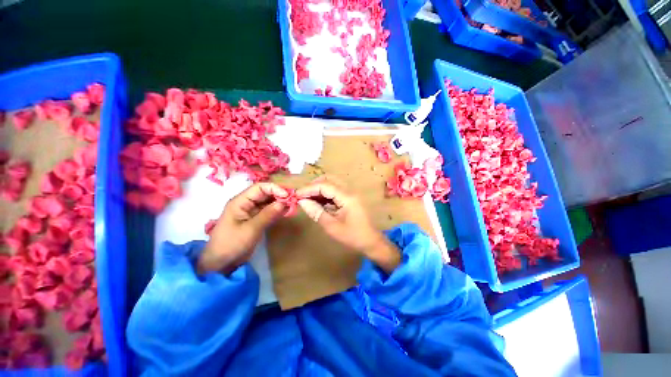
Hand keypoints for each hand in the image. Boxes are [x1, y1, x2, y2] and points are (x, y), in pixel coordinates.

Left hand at [198, 183, 288, 274]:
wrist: (221, 264)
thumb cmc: (232, 244)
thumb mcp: (251, 229)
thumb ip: (268, 214)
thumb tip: (284, 202)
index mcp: (240, 201)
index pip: (259, 188)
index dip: (274, 188)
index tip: (287, 195)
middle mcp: (246, 203)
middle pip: (265, 193)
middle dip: (279, 195)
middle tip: (293, 200)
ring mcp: (251, 212)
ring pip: (268, 202)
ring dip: (280, 203)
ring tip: (292, 206)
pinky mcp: (255, 220)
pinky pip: (268, 211)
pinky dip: (277, 211)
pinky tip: (286, 212)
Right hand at [296, 177, 400, 272]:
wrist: (371, 241)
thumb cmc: (353, 236)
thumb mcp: (332, 226)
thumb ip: (317, 212)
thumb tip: (302, 202)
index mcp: (346, 197)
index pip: (324, 186)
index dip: (309, 189)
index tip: (296, 195)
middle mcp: (349, 191)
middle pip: (329, 180)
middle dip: (314, 186)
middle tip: (302, 196)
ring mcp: (350, 193)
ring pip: (332, 184)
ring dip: (319, 189)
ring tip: (308, 199)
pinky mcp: (349, 198)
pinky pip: (335, 191)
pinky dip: (325, 194)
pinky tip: (318, 202)